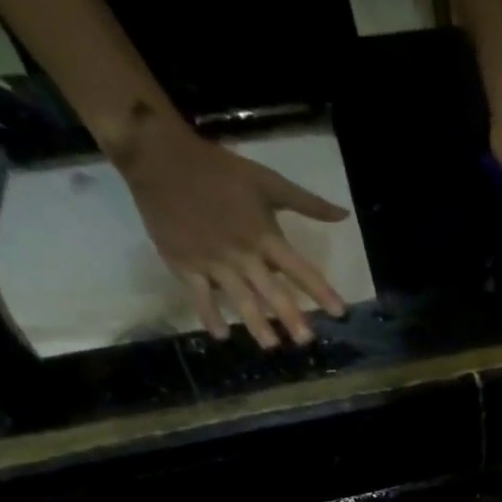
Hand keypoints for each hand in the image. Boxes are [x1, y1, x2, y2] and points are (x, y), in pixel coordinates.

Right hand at [121, 121, 350, 347]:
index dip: (321, 291)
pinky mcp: (184, 263)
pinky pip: (199, 295)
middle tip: (306, 341)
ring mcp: (212, 261)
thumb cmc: (219, 169)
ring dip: (256, 323)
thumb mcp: (267, 181)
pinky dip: (209, 315)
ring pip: (239, 298)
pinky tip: (221, 335)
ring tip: (271, 345)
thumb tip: (343, 215)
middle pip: (271, 291)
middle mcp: (242, 253)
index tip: (340, 313)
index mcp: (264, 235)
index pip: (299, 269)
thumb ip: (306, 202)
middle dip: (290, 317)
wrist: (158, 156)